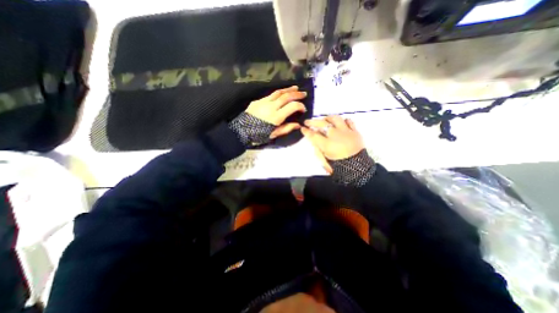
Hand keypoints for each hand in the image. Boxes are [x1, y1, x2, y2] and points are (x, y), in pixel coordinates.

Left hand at [245, 85, 304, 138]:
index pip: (292, 106)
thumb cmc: (258, 135)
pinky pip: (270, 95)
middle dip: (296, 94)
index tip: (303, 108)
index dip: (300, 106)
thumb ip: (286, 128)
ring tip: (295, 88)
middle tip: (304, 93)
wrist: (241, 131)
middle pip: (286, 96)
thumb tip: (298, 125)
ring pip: (278, 92)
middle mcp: (271, 106)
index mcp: (276, 117)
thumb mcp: (274, 134)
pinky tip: (281, 94)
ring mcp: (263, 102)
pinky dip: (278, 94)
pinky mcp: (257, 101)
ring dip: (288, 89)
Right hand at [301, 115, 367, 172]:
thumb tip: (313, 141)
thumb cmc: (339, 166)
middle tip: (307, 122)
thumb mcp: (325, 161)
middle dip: (313, 122)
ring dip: (328, 118)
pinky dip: (343, 121)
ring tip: (324, 120)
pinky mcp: (355, 131)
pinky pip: (349, 121)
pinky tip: (340, 123)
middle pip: (322, 124)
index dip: (306, 131)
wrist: (357, 168)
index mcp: (327, 144)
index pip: (313, 135)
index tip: (302, 128)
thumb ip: (318, 150)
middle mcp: (336, 135)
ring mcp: (346, 132)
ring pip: (336, 119)